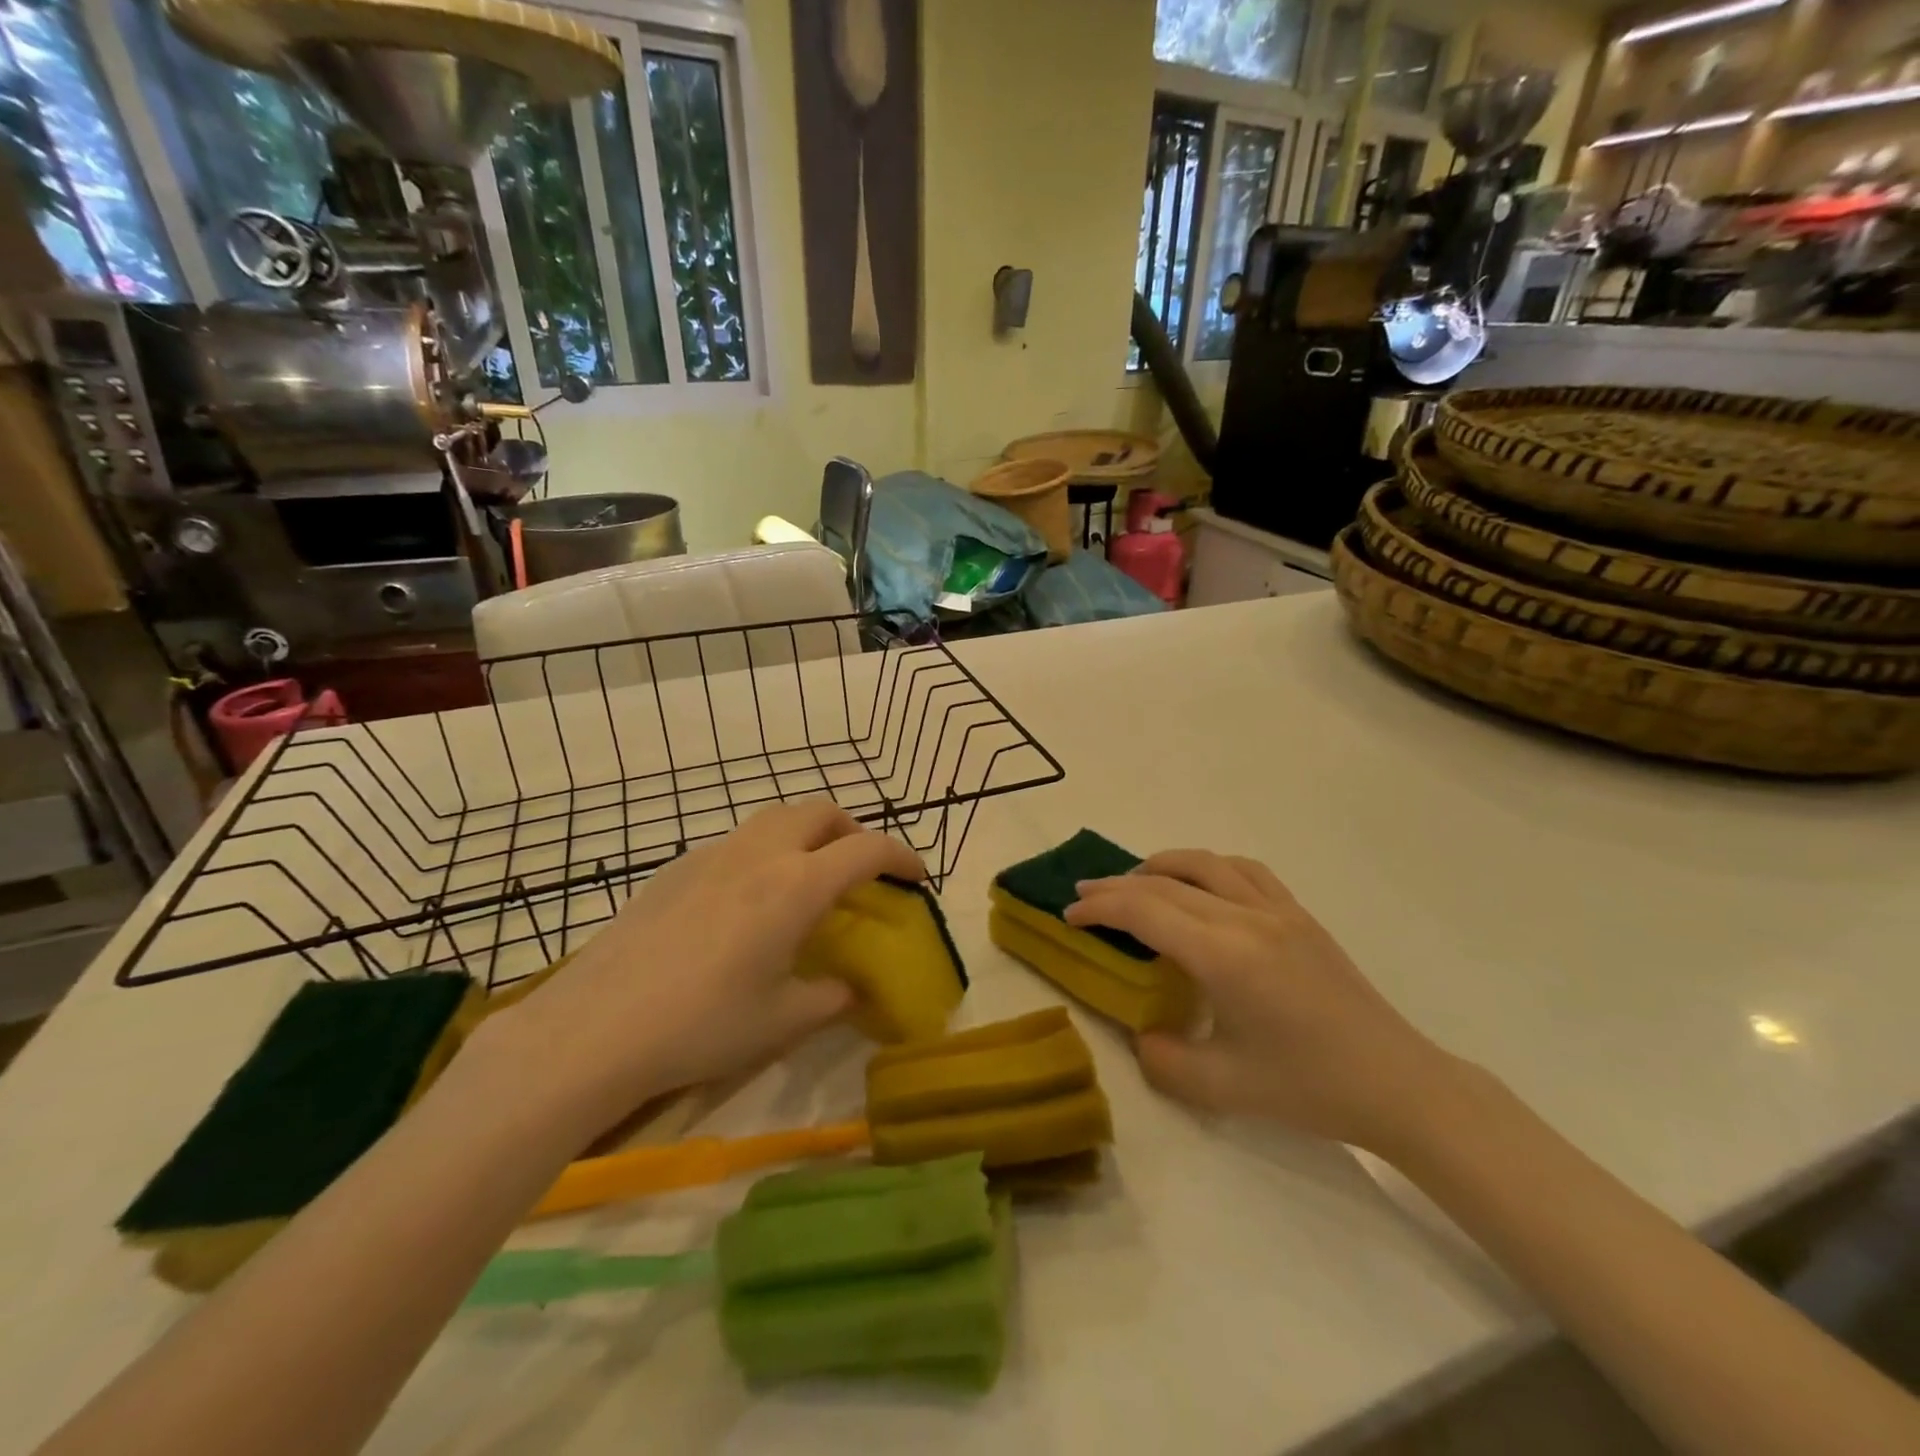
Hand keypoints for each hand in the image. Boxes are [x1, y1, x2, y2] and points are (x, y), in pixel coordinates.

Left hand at [476, 802, 924, 1139]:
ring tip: (808, 877)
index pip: (866, 850)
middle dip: (853, 831)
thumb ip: (830, 998)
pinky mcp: (676, 867)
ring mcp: (713, 854)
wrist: (595, 1026)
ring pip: (776, 818)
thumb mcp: (781, 1021)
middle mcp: (760, 854)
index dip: (902, 857)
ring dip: (807, 834)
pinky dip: (764, 852)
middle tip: (861, 870)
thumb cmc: (702, 1025)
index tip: (917, 877)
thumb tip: (850, 990)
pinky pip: (737, 842)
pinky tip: (746, 901)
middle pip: (821, 812)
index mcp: (796, 885)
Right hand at [1067, 850, 1461, 1153]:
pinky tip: (1200, 885)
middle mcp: (1247, 919)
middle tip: (1083, 895)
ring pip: (1205, 864)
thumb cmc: (1309, 1088)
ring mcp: (1278, 910)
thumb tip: (1142, 1033)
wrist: (1398, 1084)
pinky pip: (1244, 871)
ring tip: (1134, 880)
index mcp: (1224, 956)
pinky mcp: (1300, 915)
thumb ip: (1163, 1059)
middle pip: (1166, 882)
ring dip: (1160, 865)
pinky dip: (1208, 867)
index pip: (1145, 911)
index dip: (1100, 908)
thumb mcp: (1222, 1088)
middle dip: (1116, 886)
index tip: (1069, 915)